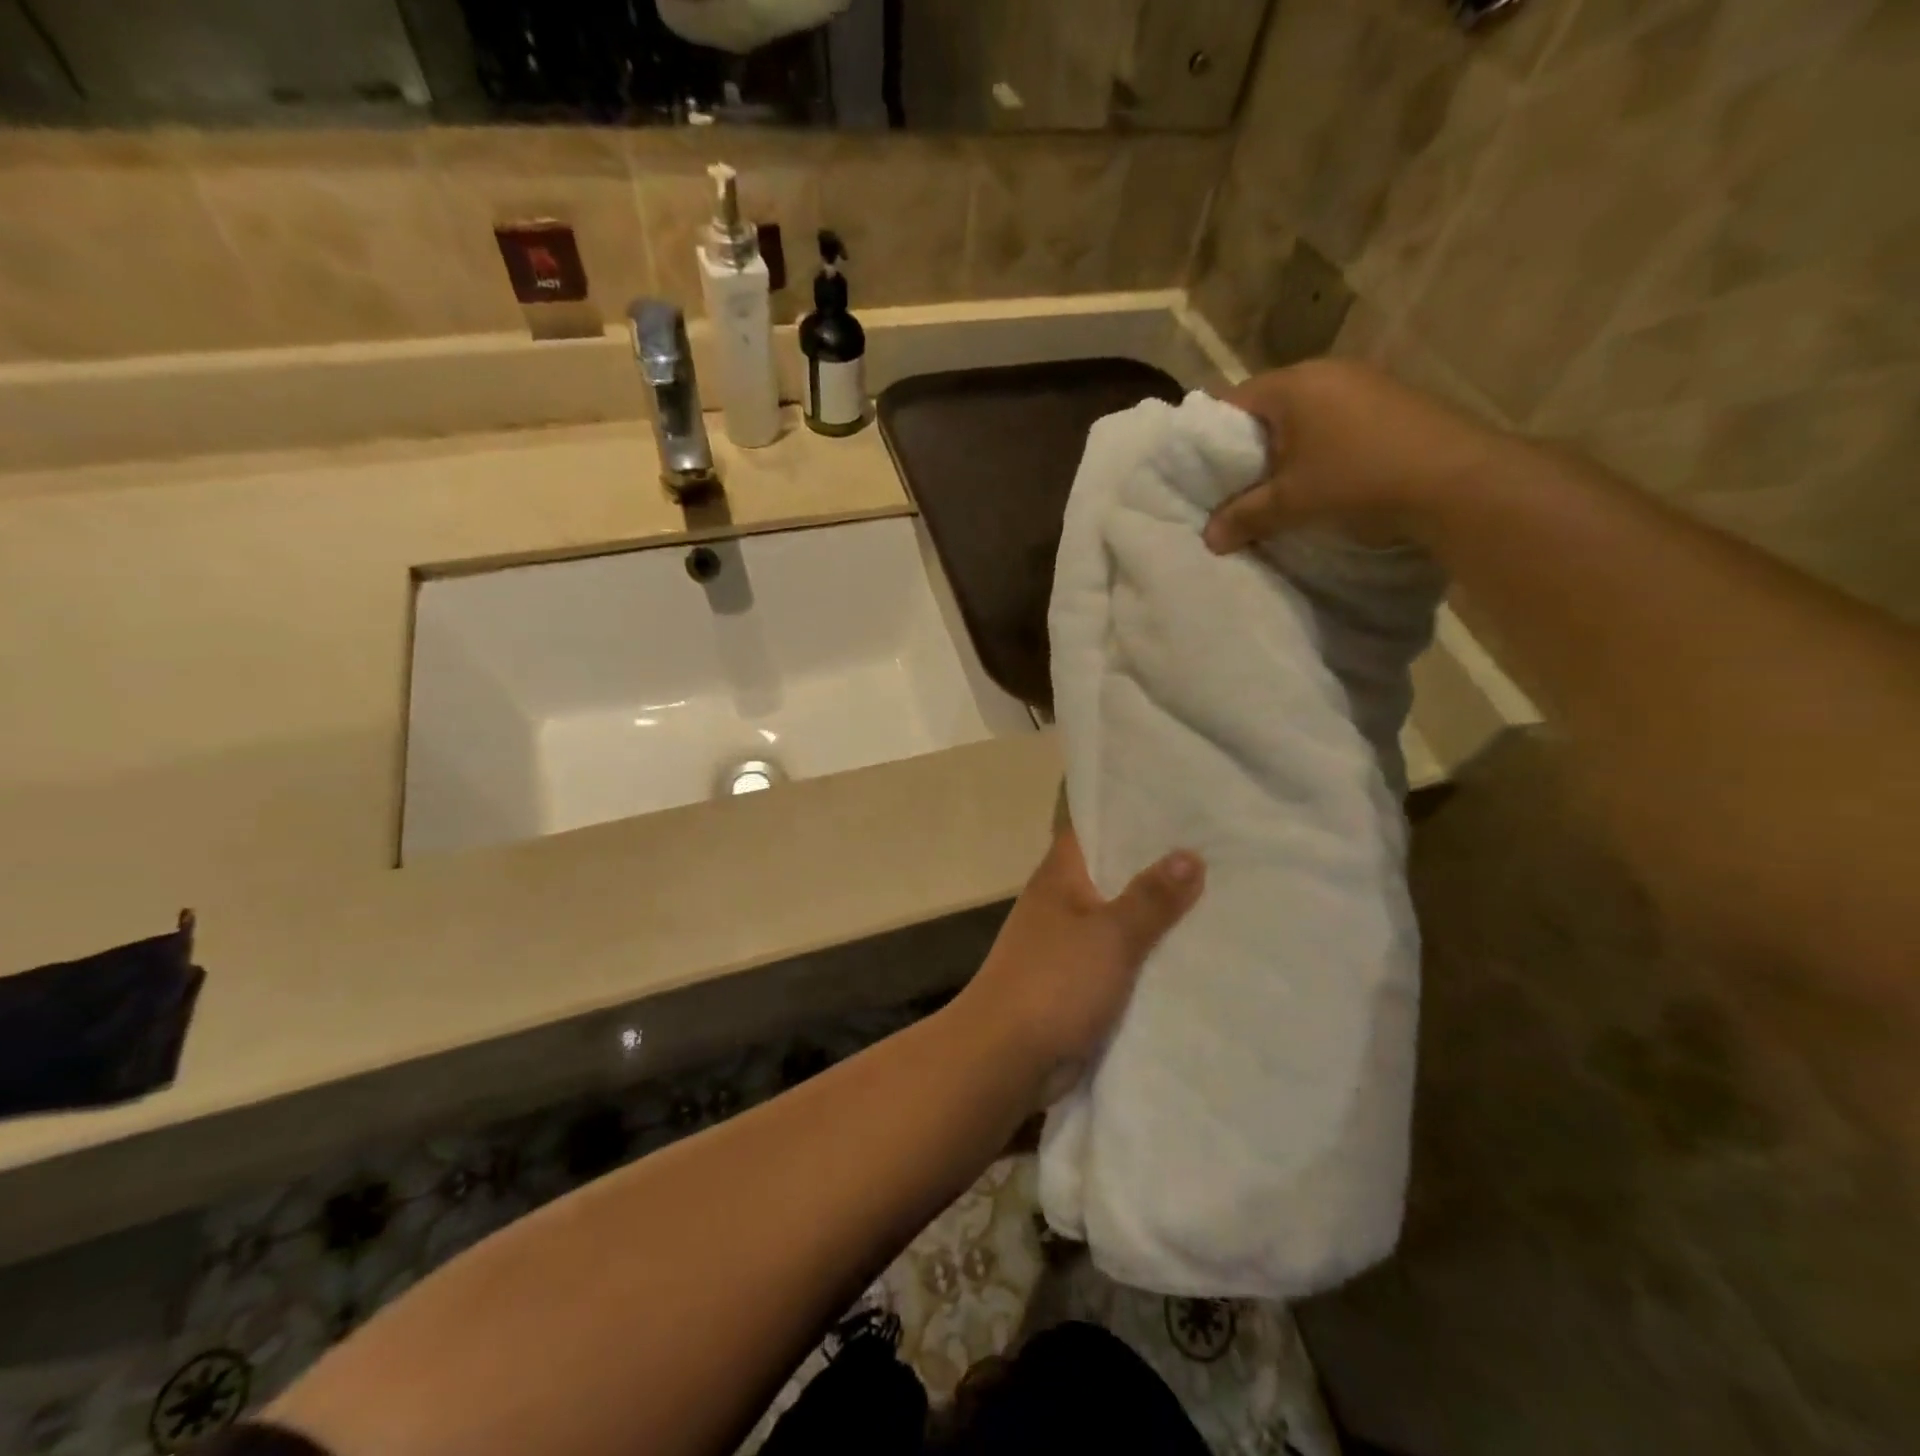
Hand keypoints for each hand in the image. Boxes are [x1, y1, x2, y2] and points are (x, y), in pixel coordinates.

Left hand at [953, 827, 1203, 1107]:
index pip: (1090, 825)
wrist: (1007, 1057)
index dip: (1126, 810)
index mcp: (1059, 875)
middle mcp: (1061, 901)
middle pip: (1111, 870)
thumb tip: (1190, 854)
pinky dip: (1147, 952)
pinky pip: (1120, 956)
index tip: (1174, 800)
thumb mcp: (1110, 935)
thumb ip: (1150, 897)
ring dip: (1155, 911)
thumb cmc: (1054, 982)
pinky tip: (1191, 950)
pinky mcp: (1077, 980)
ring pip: (1119, 915)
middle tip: (1216, 847)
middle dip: (1155, 862)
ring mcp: (1067, 942)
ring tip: (1218, 894)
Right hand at [1204, 359, 1506, 553]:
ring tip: (1281, 488)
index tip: (1204, 472)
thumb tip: (1209, 537)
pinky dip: (1321, 447)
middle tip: (1237, 486)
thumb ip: (1243, 517)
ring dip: (1288, 449)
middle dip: (1249, 445)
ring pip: (1304, 414)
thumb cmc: (1357, 481)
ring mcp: (1365, 382)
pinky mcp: (1392, 401)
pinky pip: (1336, 420)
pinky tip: (1325, 478)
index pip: (1230, 400)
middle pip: (1268, 406)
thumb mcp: (1290, 505)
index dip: (1210, 437)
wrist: (1458, 481)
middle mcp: (1327, 370)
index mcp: (1293, 384)